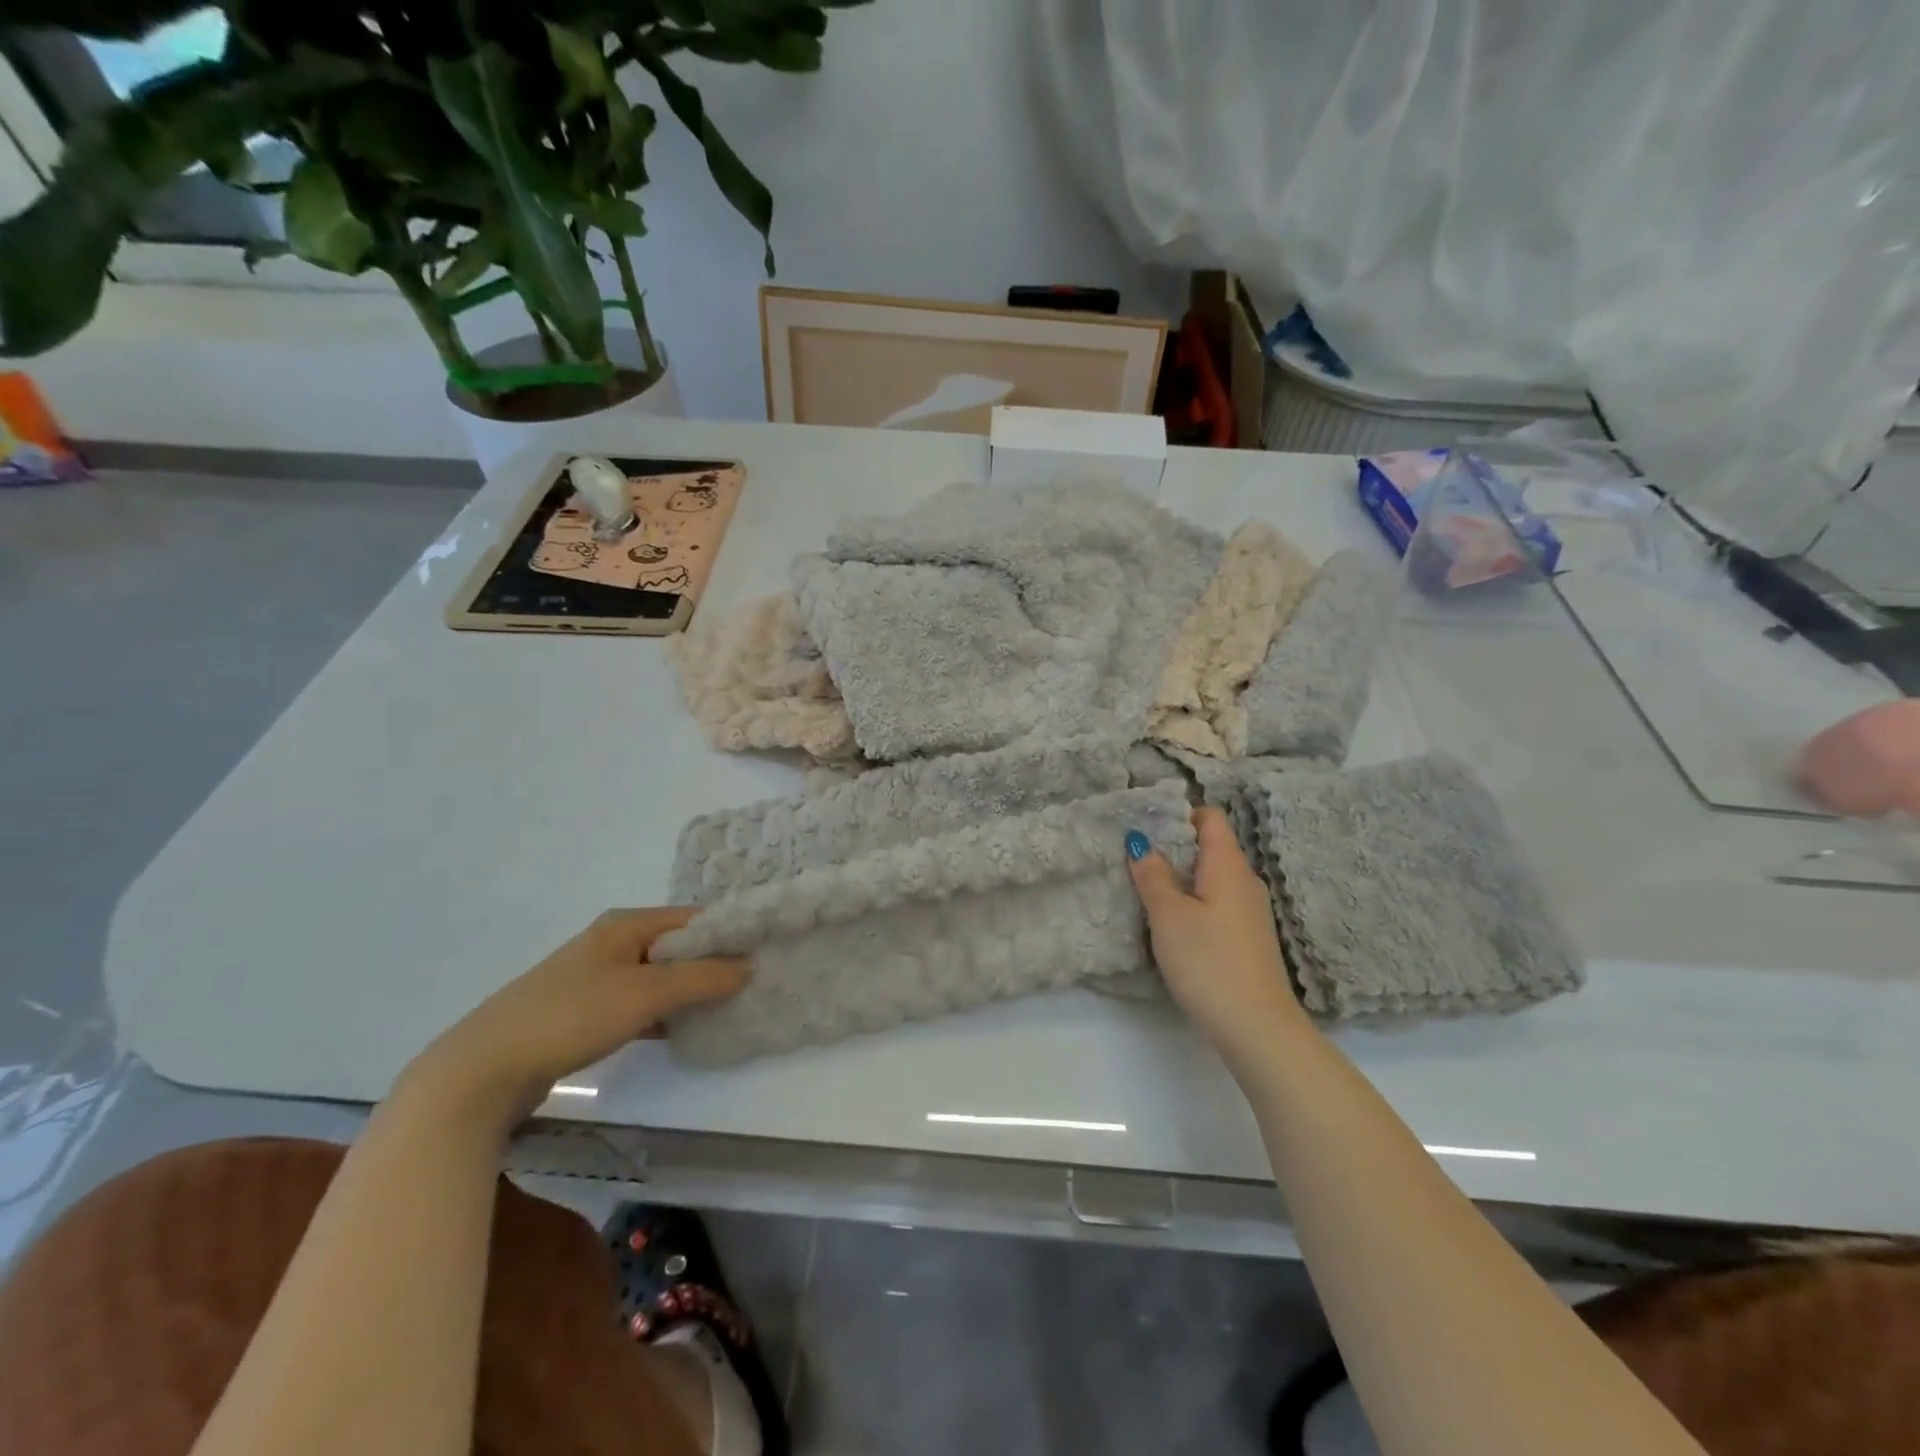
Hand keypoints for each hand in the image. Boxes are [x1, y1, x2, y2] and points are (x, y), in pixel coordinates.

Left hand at [404, 908, 747, 1128]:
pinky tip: (684, 1032)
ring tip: (729, 1007)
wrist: (484, 1069)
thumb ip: (700, 978)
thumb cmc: (571, 1015)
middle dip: (713, 964)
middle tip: (753, 984)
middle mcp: (612, 943)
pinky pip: (639, 1004)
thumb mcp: (645, 994)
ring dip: (689, 991)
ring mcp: (596, 978)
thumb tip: (748, 965)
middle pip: (676, 947)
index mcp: (625, 925)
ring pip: (658, 977)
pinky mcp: (585, 1012)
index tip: (763, 952)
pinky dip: (663, 1013)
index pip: (692, 919)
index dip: (728, 932)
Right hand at [1128, 807, 1305, 1064]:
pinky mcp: (1246, 937)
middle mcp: (1244, 880)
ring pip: (1211, 877)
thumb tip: (1140, 842)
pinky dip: (1193, 901)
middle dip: (1173, 845)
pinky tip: (1171, 921)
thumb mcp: (1168, 915)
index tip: (1145, 822)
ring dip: (1181, 876)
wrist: (1256, 1028)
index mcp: (1228, 865)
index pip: (1209, 817)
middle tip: (1134, 853)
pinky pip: (1216, 902)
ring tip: (1145, 884)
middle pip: (1209, 846)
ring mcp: (1249, 911)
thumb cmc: (1208, 961)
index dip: (1178, 813)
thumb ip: (1153, 875)